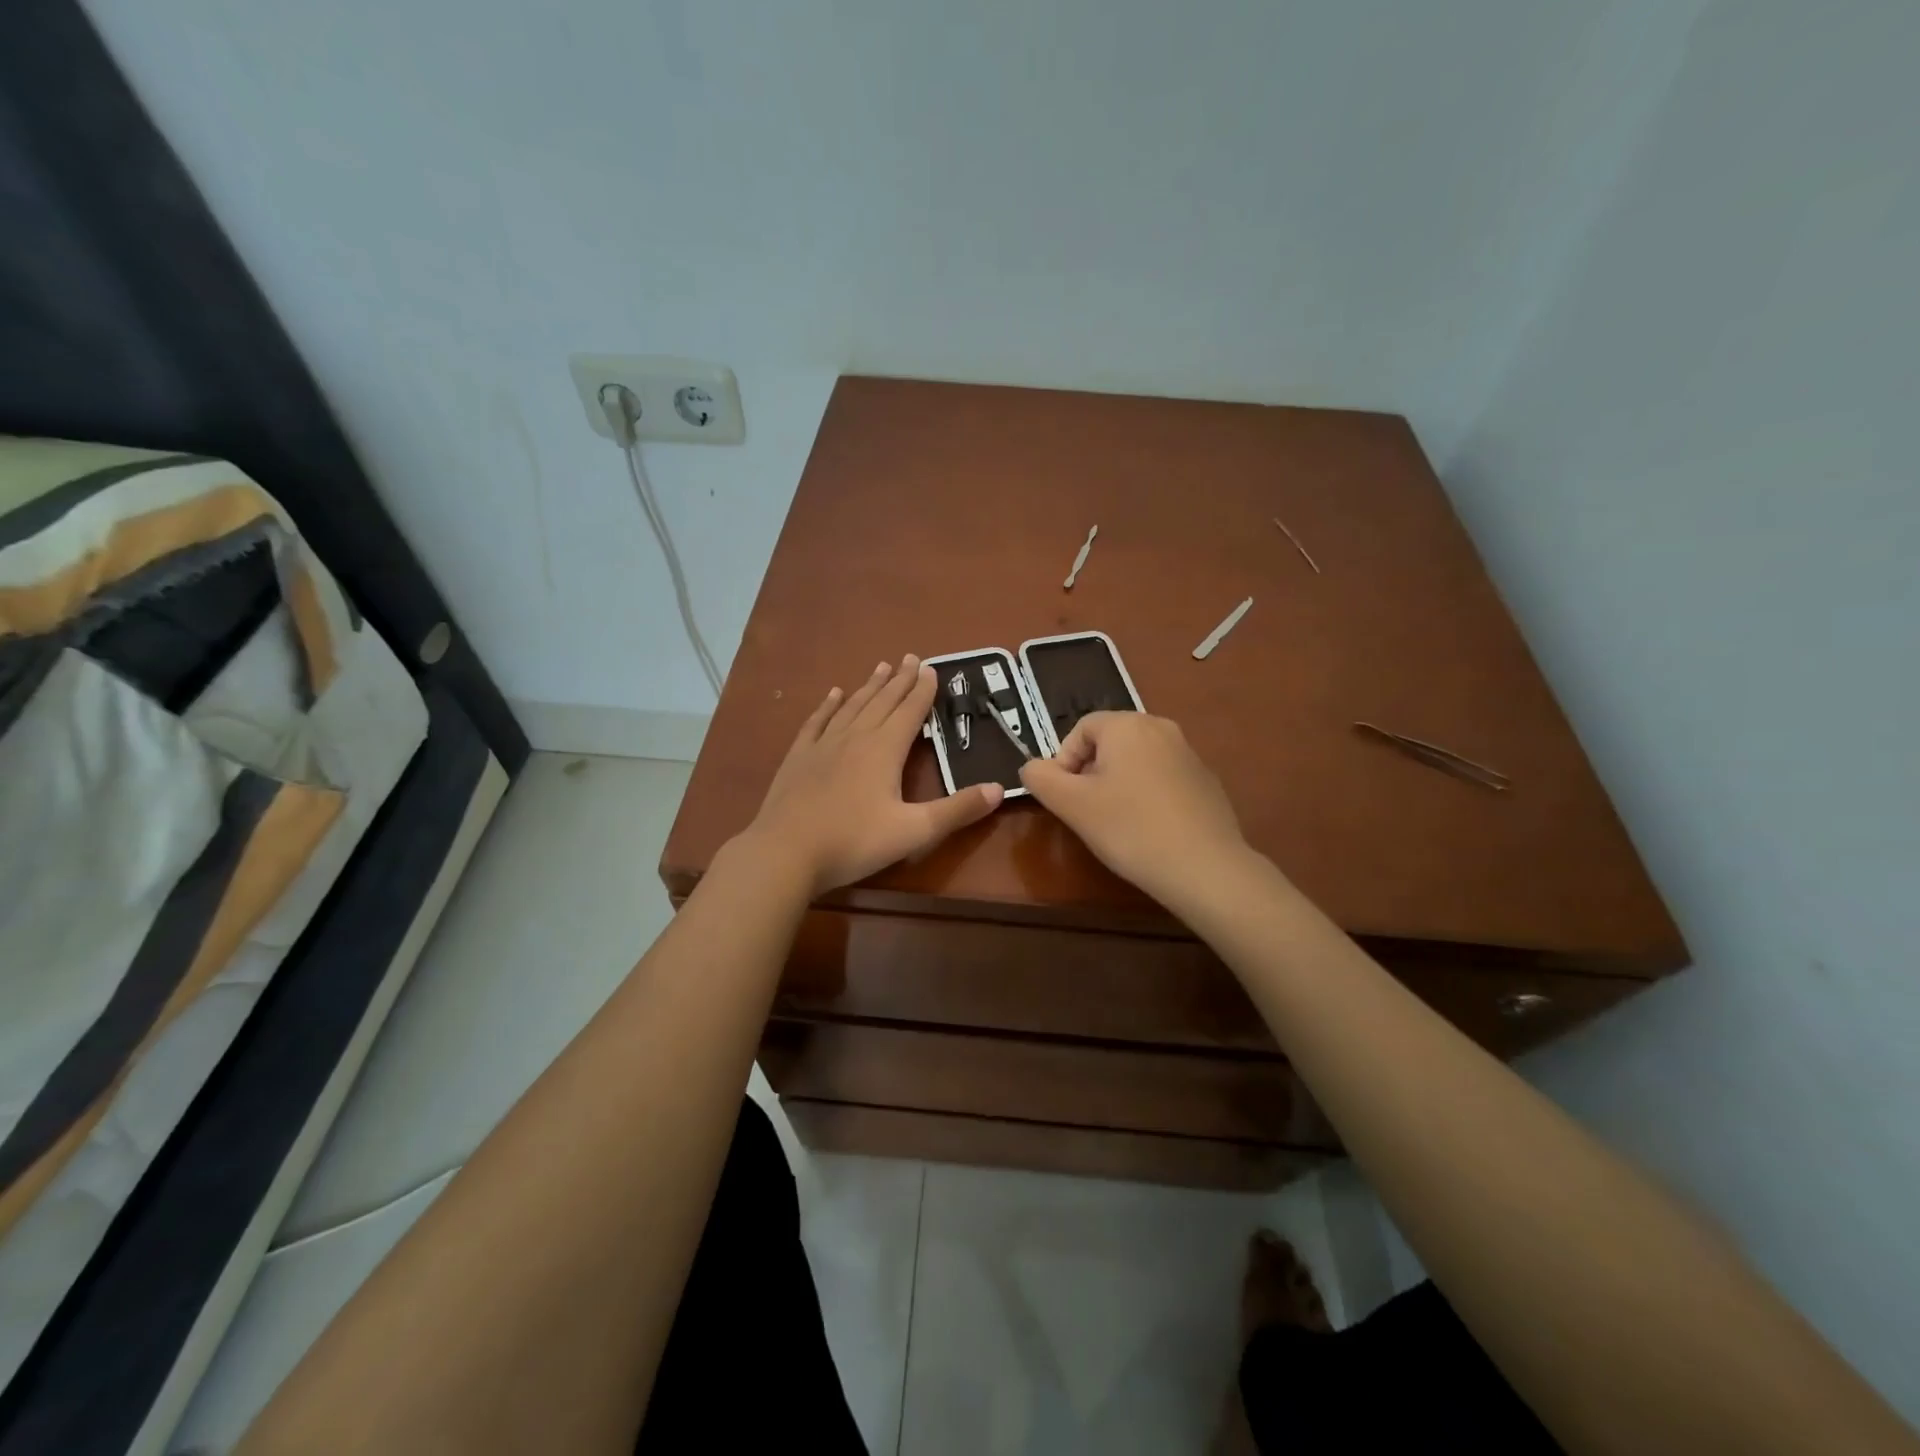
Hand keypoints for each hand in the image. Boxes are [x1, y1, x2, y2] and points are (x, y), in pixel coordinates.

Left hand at [743, 656, 1003, 894]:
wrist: (786, 852)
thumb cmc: (854, 842)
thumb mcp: (914, 831)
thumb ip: (957, 810)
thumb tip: (999, 788)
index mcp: (884, 750)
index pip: (909, 712)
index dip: (923, 691)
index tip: (932, 668)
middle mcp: (855, 737)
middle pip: (882, 701)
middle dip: (900, 680)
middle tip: (912, 658)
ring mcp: (823, 745)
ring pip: (852, 706)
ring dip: (869, 686)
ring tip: (881, 667)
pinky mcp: (799, 757)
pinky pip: (817, 721)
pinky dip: (828, 706)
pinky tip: (833, 694)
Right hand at [1019, 712, 1251, 907]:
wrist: (1205, 867)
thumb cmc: (1130, 829)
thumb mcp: (1072, 805)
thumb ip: (1041, 778)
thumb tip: (1032, 767)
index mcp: (1127, 725)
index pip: (1081, 729)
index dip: (1064, 761)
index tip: (1066, 798)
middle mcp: (1161, 728)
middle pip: (1110, 742)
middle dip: (1091, 773)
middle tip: (1088, 811)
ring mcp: (1189, 753)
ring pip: (1137, 761)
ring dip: (1119, 784)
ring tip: (1118, 823)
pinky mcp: (1206, 781)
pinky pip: (1163, 778)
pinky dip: (1148, 796)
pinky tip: (1150, 830)